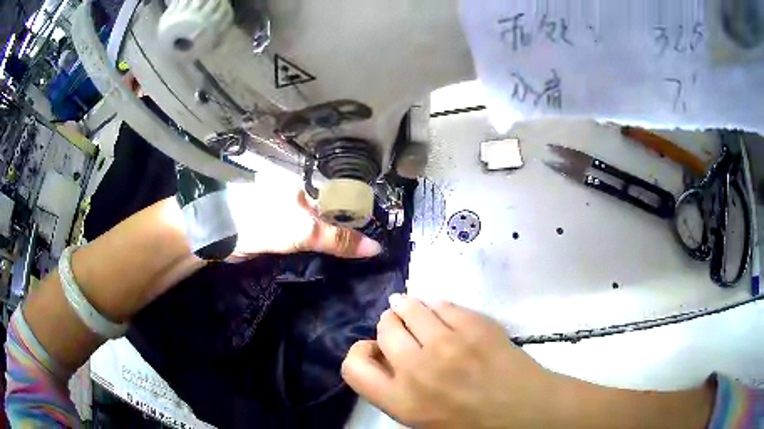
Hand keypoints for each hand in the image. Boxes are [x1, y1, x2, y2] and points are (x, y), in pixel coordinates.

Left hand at [226, 180, 380, 259]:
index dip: (362, 214)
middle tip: (373, 249)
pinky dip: (320, 244)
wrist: (223, 234)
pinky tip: (333, 254)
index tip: (382, 232)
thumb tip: (376, 248)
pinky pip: (307, 234)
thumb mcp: (304, 230)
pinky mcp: (280, 226)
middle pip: (333, 211)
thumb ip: (338, 238)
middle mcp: (301, 194)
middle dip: (350, 228)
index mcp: (308, 185)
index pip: (344, 197)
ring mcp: (289, 210)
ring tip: (360, 254)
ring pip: (320, 224)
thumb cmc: (263, 223)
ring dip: (335, 238)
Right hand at [341, 295, 564, 428]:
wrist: (525, 411)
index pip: (353, 367)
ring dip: (407, 306)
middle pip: (384, 328)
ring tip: (411, 307)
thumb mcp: (421, 420)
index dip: (359, 352)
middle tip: (398, 325)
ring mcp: (448, 343)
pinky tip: (440, 310)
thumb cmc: (472, 424)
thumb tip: (385, 357)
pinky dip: (436, 305)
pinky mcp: (475, 325)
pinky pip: (443, 304)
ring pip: (410, 307)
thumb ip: (397, 391)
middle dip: (389, 324)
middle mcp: (417, 369)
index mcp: (401, 401)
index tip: (374, 349)